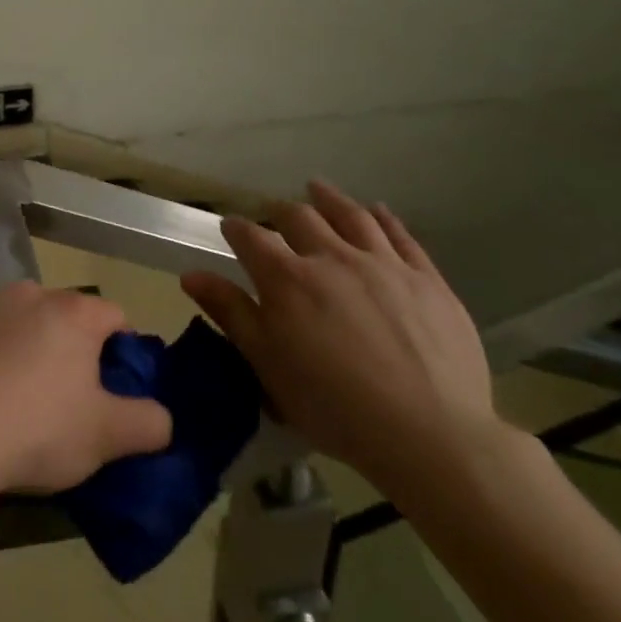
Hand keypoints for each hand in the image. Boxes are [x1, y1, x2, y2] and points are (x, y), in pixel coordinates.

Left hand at [0, 283, 172, 498]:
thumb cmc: (35, 430)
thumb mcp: (106, 438)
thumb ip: (148, 423)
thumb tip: (161, 416)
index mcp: (73, 312)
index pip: (115, 317)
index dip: (121, 352)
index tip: (111, 390)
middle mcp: (30, 292)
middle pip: (64, 316)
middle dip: (69, 349)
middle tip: (62, 400)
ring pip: (20, 319)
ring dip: (25, 346)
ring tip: (13, 398)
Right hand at [182, 180, 498, 500]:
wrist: (429, 434)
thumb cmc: (333, 405)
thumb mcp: (267, 365)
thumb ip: (230, 313)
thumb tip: (191, 275)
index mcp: (287, 279)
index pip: (251, 238)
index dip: (236, 228)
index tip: (230, 227)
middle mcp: (331, 257)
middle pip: (300, 217)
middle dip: (281, 211)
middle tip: (275, 213)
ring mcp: (383, 264)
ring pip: (351, 216)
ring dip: (329, 199)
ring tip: (317, 188)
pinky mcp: (427, 280)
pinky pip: (401, 236)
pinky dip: (384, 219)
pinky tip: (378, 211)